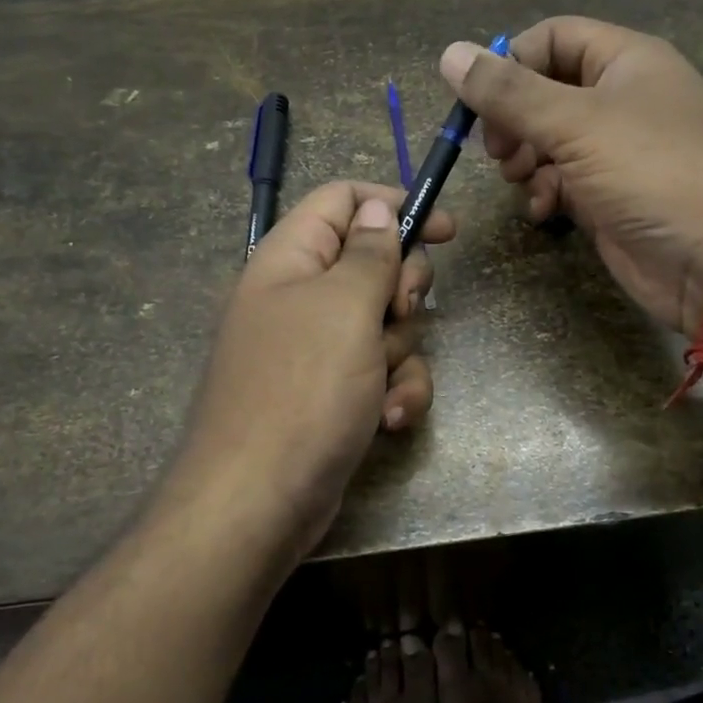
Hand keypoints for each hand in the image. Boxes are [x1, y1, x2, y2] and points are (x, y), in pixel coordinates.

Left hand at [182, 181, 451, 551]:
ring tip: (383, 388)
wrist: (258, 502)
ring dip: (400, 354)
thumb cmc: (303, 390)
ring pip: (386, 324)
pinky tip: (389, 420)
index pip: (344, 200)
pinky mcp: (334, 392)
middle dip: (403, 292)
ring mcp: (318, 348)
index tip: (444, 230)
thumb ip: (369, 252)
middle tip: (399, 313)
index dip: (394, 204)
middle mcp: (302, 296)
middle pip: (374, 263)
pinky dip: (393, 392)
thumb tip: (377, 206)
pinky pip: (381, 372)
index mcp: (291, 258)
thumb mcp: (345, 307)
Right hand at [441, 16, 702, 333]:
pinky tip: (544, 212)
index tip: (478, 101)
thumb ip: (509, 92)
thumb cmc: (653, 172)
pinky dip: (546, 192)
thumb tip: (450, 53)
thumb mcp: (575, 124)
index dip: (511, 61)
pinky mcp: (613, 197)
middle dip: (513, 119)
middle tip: (496, 150)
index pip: (554, 37)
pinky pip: (564, 181)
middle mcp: (624, 99)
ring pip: (550, 140)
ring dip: (526, 159)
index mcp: (627, 60)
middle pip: (547, 90)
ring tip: (518, 179)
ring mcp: (619, 151)